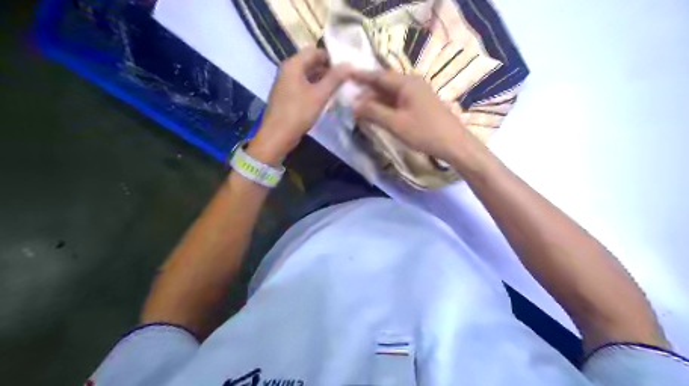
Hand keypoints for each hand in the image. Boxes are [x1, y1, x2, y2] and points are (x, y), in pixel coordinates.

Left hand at [249, 47, 351, 164]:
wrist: (277, 135)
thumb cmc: (298, 113)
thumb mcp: (319, 95)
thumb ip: (335, 79)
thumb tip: (349, 64)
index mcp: (293, 65)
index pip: (315, 51)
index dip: (332, 57)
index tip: (347, 67)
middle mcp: (288, 70)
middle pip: (311, 62)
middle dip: (328, 69)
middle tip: (346, 78)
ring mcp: (286, 83)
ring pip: (308, 75)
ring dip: (323, 79)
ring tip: (339, 87)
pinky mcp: (287, 95)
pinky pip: (304, 85)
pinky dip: (315, 88)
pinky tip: (326, 97)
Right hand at [350, 69, 482, 168]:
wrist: (454, 144)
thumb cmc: (424, 132)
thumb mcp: (395, 123)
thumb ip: (373, 112)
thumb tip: (354, 104)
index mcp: (406, 82)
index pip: (378, 75)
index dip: (360, 76)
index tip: (345, 75)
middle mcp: (412, 83)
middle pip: (384, 84)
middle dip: (367, 92)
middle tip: (350, 102)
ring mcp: (418, 93)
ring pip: (391, 93)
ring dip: (376, 101)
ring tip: (360, 110)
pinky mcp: (421, 104)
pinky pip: (398, 101)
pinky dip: (386, 106)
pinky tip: (378, 115)